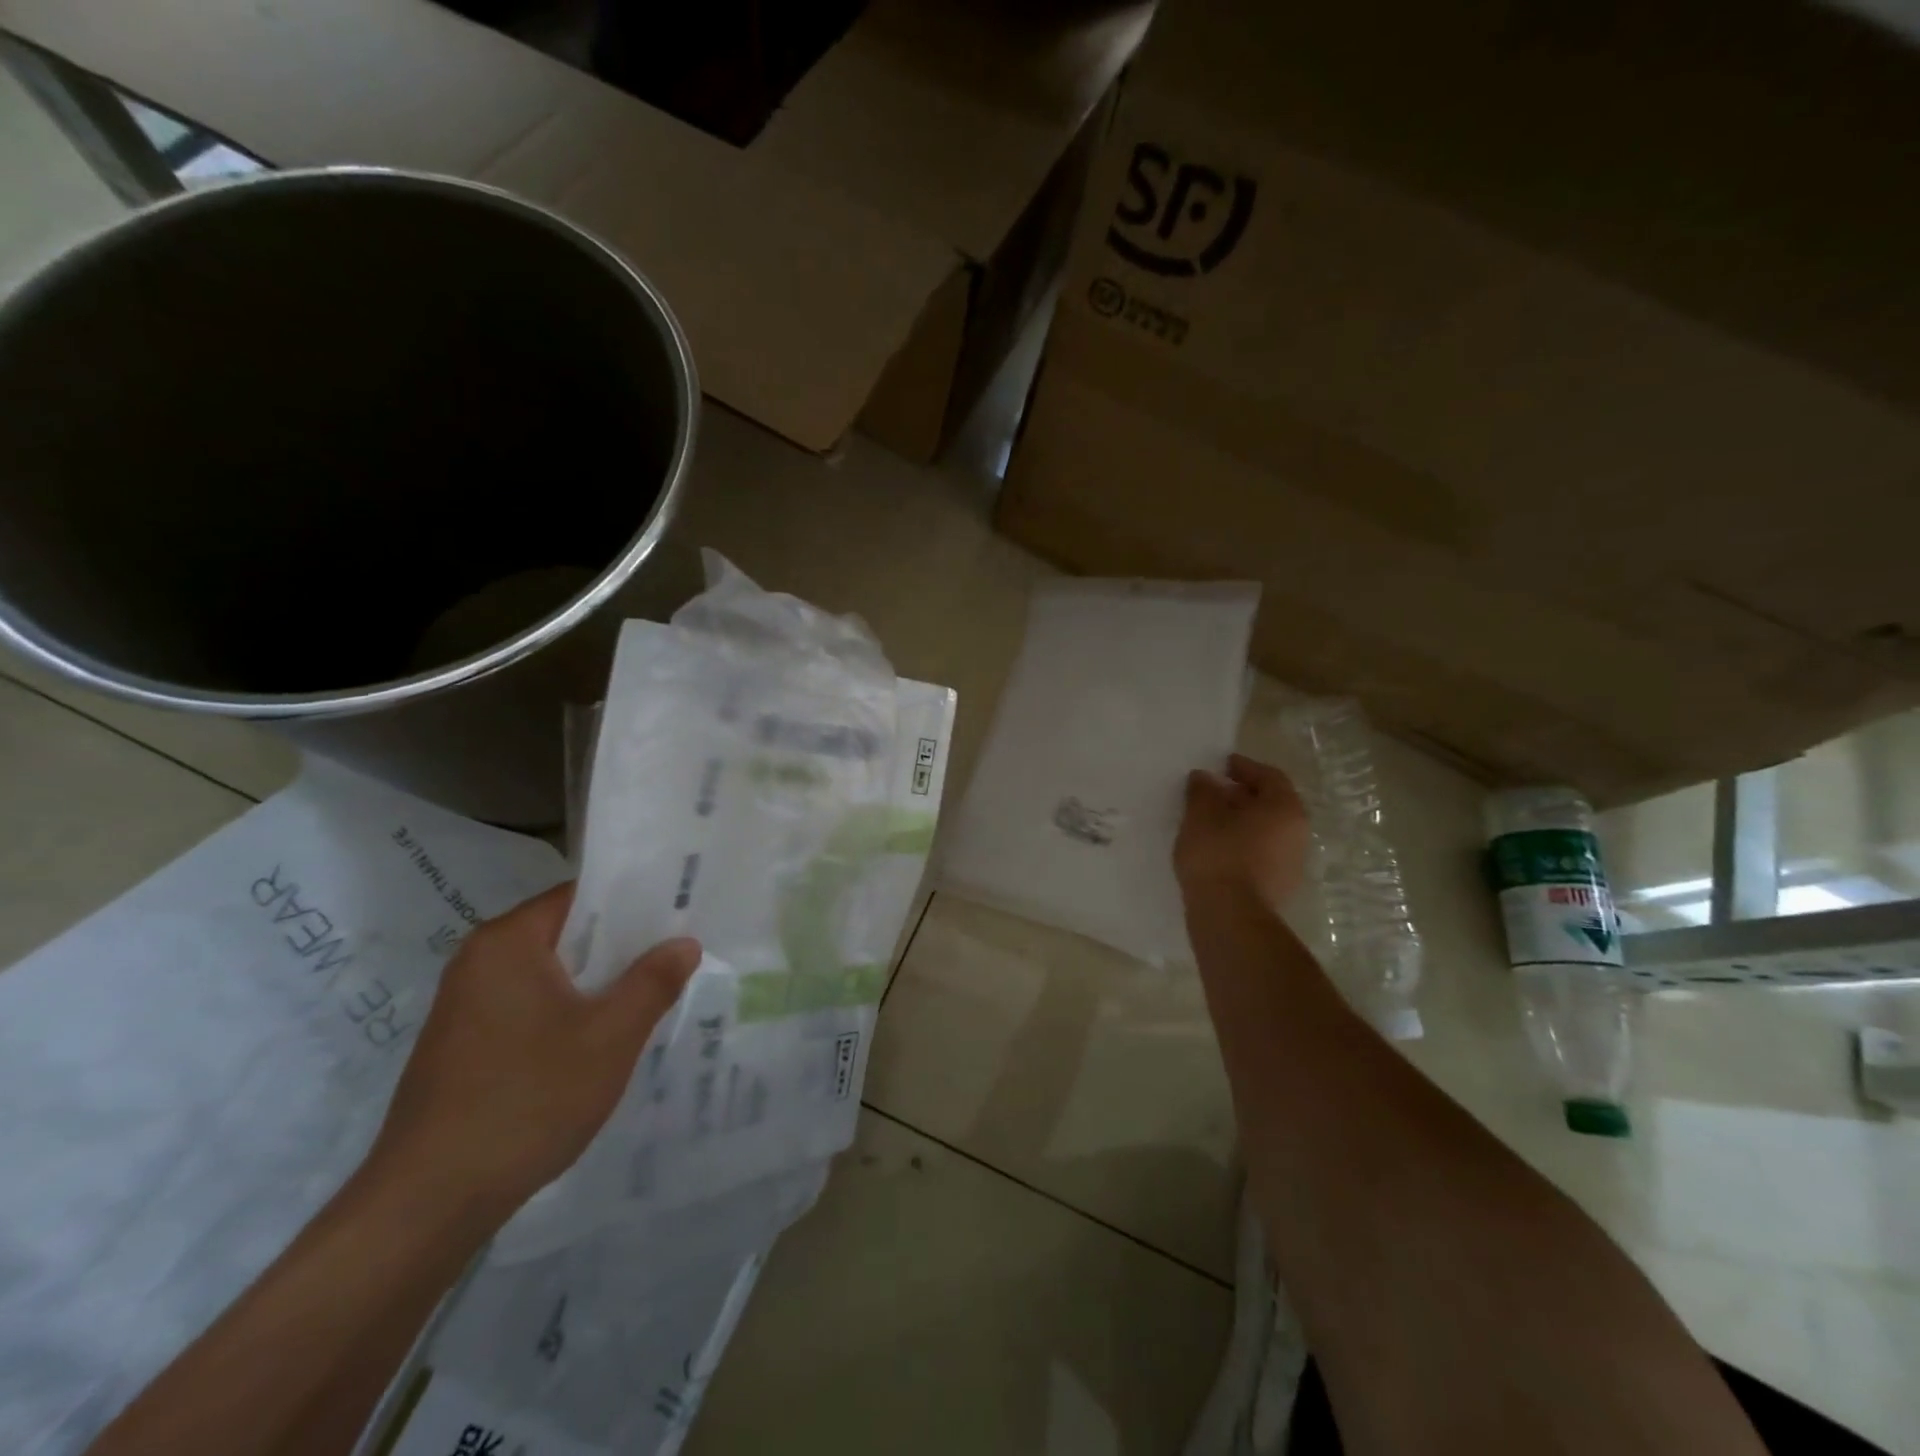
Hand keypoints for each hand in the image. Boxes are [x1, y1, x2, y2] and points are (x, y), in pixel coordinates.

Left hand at [365, 883, 699, 1225]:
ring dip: (595, 984)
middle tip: (674, 957)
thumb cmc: (527, 1100)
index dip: (634, 902)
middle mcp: (479, 961)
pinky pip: (528, 1006)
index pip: (581, 896)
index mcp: (508, 942)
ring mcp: (465, 1005)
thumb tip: (685, 943)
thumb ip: (653, 981)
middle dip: (620, 946)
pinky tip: (597, 1042)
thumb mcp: (610, 1037)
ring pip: (549, 974)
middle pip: (566, 933)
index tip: (678, 916)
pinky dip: (566, 1012)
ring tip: (647, 997)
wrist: (428, 1203)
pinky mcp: (462, 1044)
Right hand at [1175, 753, 1312, 907]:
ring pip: (1267, 831)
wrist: (1229, 916)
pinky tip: (1217, 850)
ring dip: (1243, 822)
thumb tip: (1205, 778)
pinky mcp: (1279, 888)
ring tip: (1211, 822)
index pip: (1269, 776)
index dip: (1245, 767)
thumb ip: (1203, 790)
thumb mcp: (1201, 814)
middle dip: (1243, 796)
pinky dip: (1243, 845)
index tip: (1222, 765)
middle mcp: (1298, 833)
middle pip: (1271, 804)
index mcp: (1285, 808)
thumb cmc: (1218, 854)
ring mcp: (1292, 864)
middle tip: (1214, 793)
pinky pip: (1261, 854)